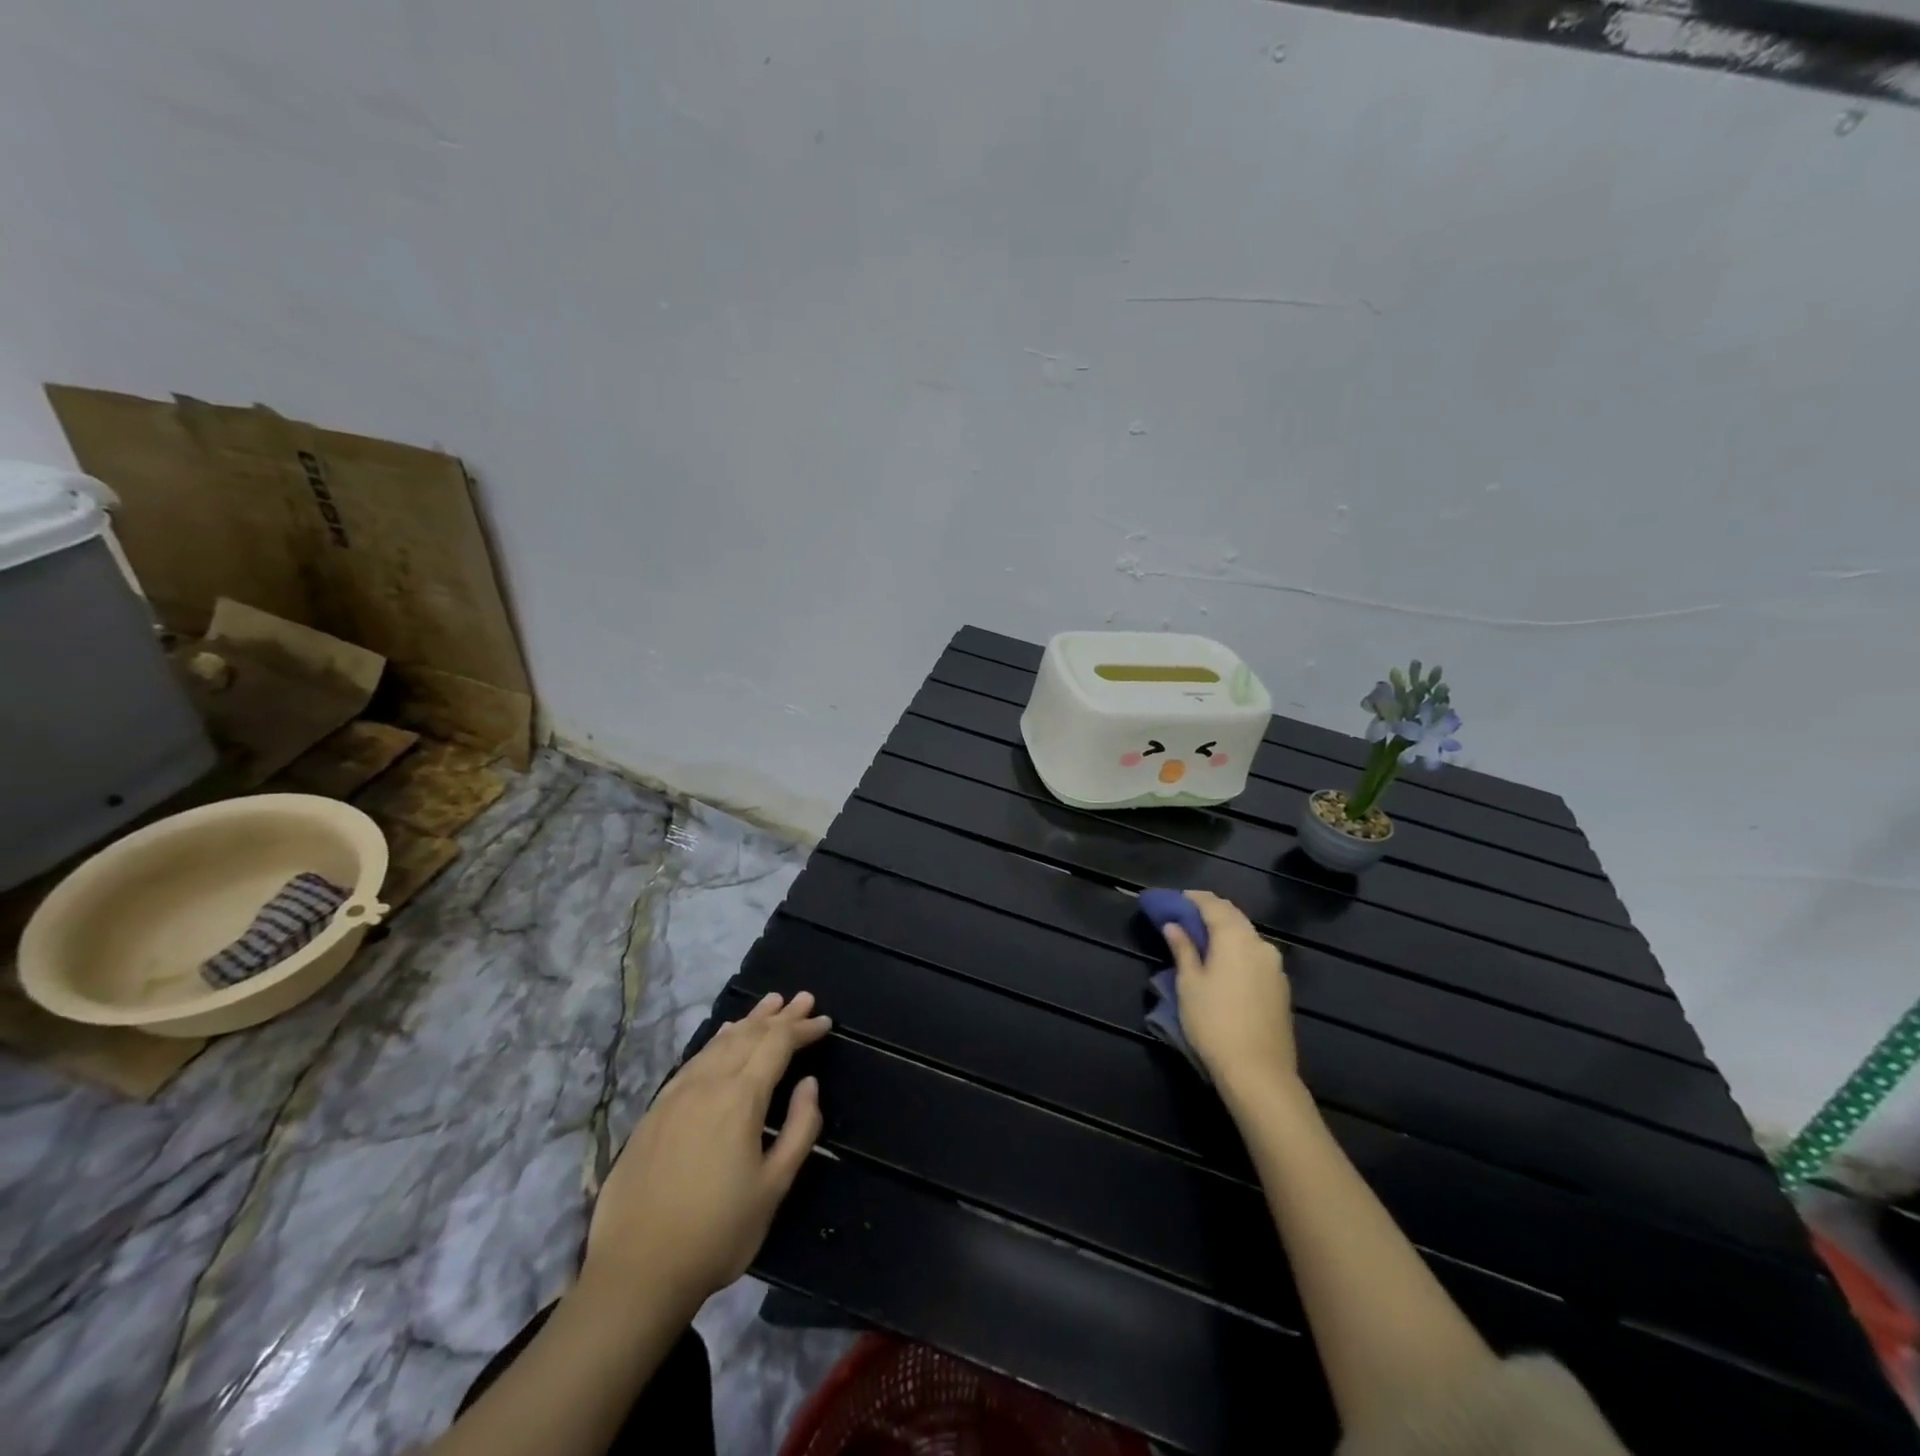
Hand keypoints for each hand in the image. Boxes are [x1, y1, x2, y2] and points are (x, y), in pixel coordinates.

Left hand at [582, 991, 830, 1311]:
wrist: (636, 1274)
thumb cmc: (717, 1234)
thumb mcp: (773, 1187)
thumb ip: (799, 1129)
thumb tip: (809, 1084)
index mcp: (740, 1098)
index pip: (778, 1045)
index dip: (803, 1029)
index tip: (825, 1021)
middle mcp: (707, 1084)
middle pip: (749, 1035)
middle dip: (780, 1016)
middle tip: (803, 999)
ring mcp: (676, 1094)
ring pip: (719, 1042)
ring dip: (749, 1020)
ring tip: (770, 1004)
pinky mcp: (655, 1111)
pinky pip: (695, 1059)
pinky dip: (717, 1040)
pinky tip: (723, 1036)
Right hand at [1161, 891, 1296, 1096]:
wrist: (1259, 1073)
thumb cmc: (1214, 1022)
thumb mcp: (1189, 984)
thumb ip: (1183, 949)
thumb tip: (1174, 926)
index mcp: (1235, 937)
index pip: (1213, 904)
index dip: (1193, 898)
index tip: (1175, 899)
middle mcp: (1260, 944)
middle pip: (1233, 916)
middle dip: (1210, 912)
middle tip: (1186, 916)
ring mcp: (1275, 966)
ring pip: (1246, 936)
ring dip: (1225, 931)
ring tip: (1202, 939)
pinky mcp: (1280, 987)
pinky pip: (1255, 955)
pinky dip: (1237, 949)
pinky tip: (1224, 963)